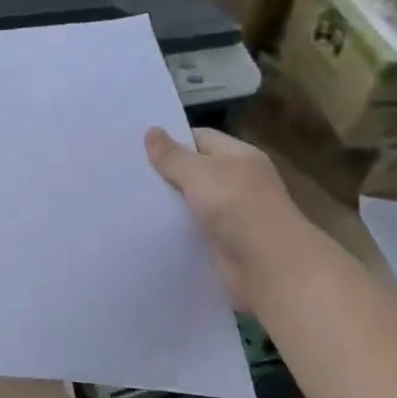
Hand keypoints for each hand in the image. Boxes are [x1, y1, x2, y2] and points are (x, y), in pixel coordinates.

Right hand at [146, 127, 307, 306]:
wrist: (268, 265)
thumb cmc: (236, 207)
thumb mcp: (199, 173)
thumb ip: (172, 156)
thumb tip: (151, 131)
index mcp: (239, 156)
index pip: (201, 138)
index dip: (171, 141)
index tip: (137, 148)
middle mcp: (239, 181)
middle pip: (197, 170)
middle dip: (167, 173)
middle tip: (128, 175)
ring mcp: (234, 214)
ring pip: (194, 202)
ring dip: (170, 204)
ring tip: (131, 202)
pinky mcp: (225, 242)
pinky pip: (196, 229)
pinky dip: (178, 229)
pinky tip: (151, 230)